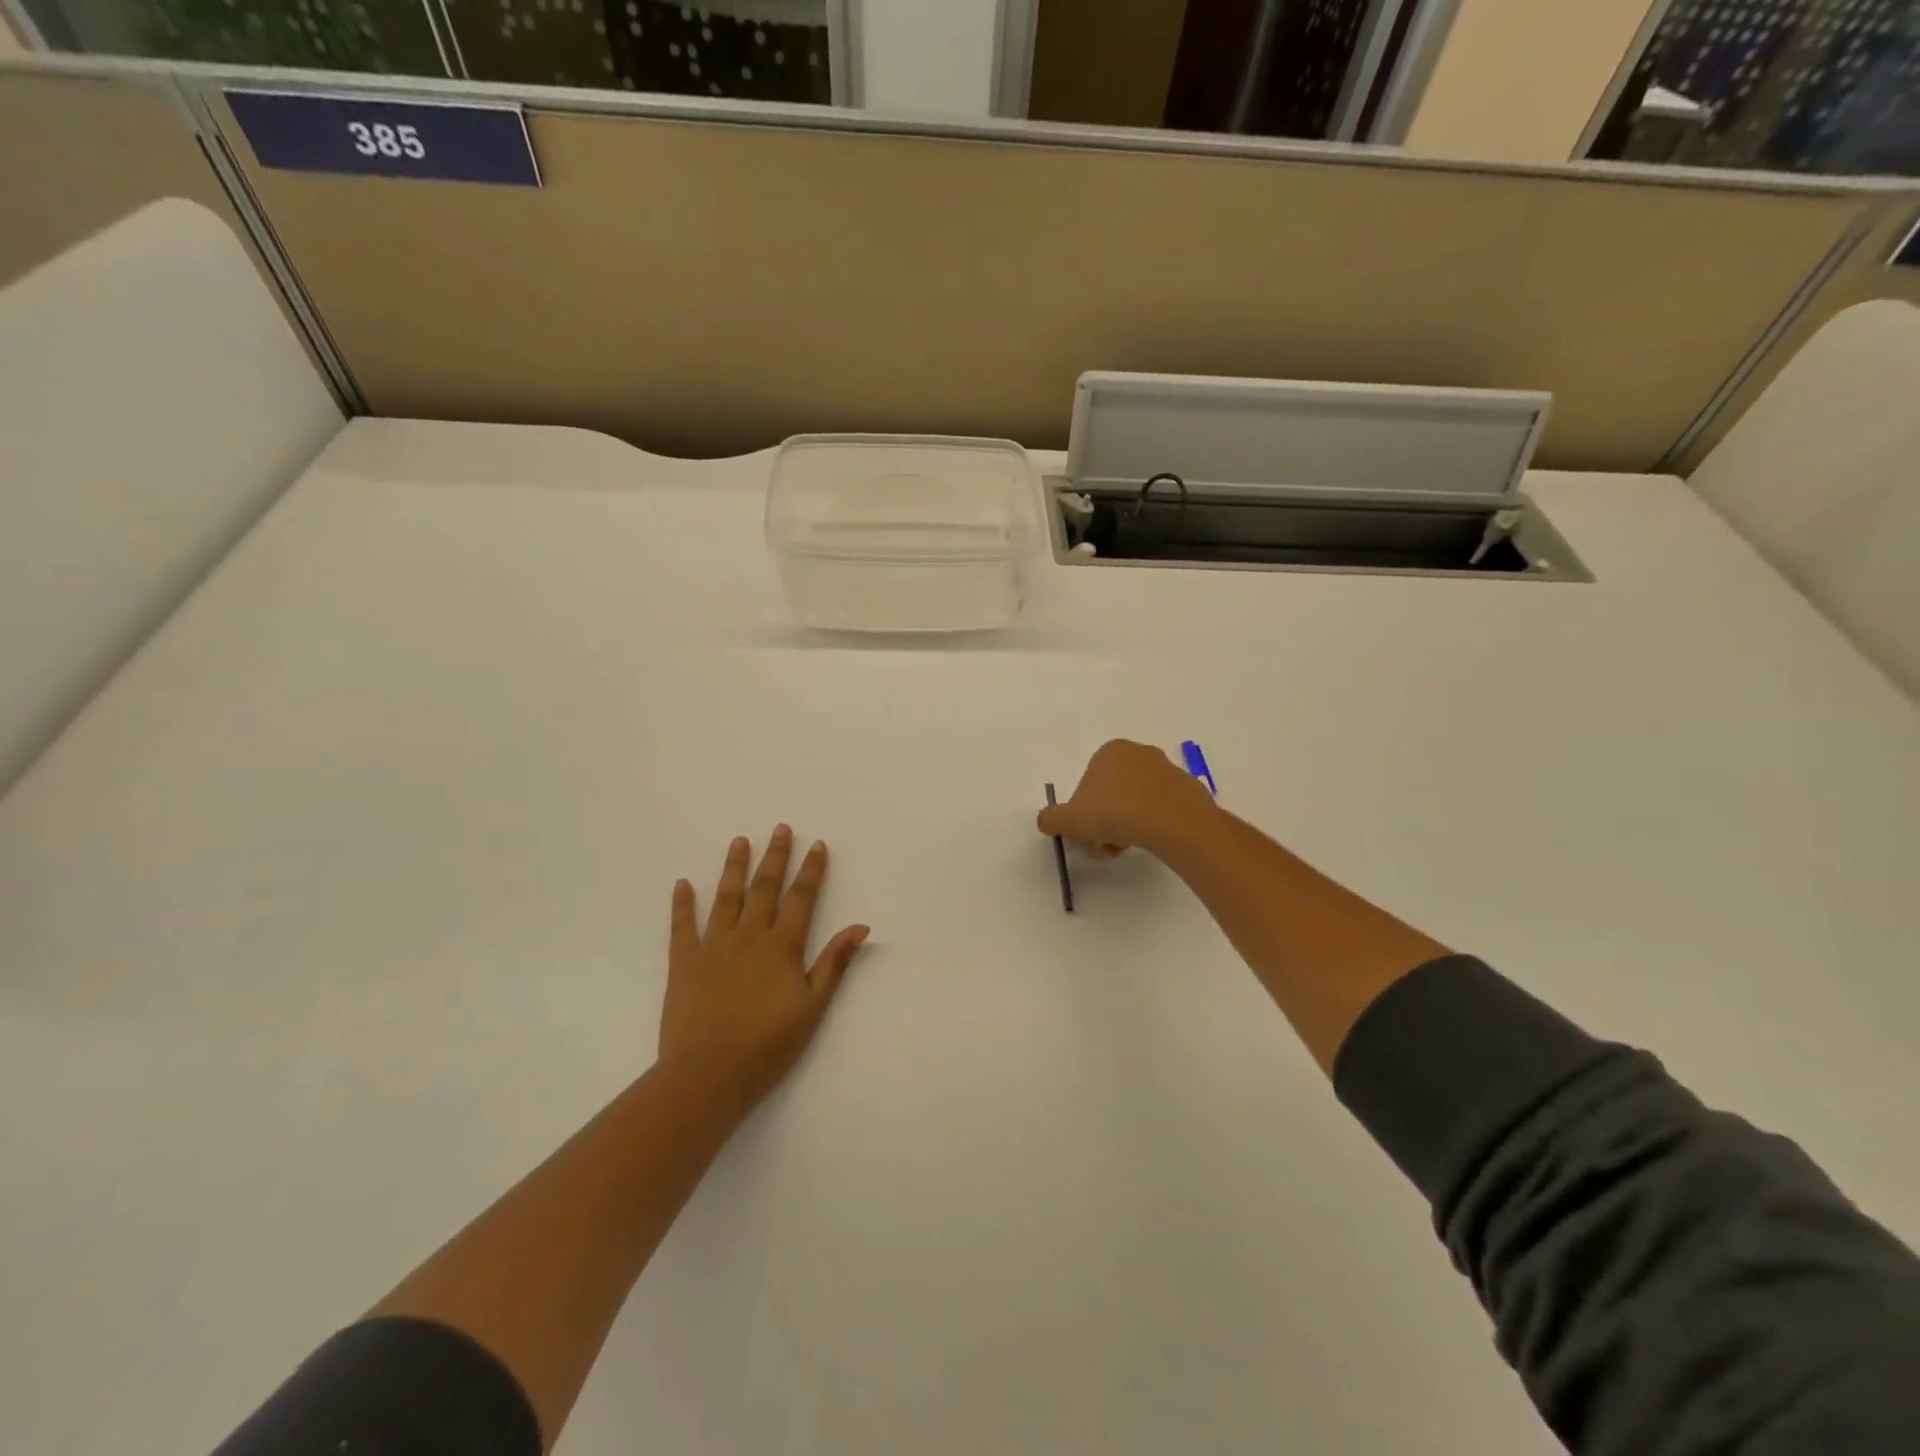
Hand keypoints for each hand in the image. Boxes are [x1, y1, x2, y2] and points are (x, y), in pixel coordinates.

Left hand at [659, 827, 869, 1117]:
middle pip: (764, 888)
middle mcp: (748, 936)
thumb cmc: (768, 1045)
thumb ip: (834, 963)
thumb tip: (860, 926)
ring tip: (739, 840)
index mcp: (782, 947)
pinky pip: (682, 926)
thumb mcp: (812, 1007)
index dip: (811, 871)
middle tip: (780, 828)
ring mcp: (713, 947)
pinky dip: (682, 904)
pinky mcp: (683, 963)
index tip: (817, 845)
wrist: (708, 1074)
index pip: (801, 899)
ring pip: (726, 897)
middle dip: (775, 857)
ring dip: (734, 867)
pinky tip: (682, 883)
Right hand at [1038, 739, 1219, 858]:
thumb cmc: (1115, 812)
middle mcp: (1139, 753)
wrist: (1173, 822)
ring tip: (1127, 847)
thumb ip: (1051, 819)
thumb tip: (1047, 821)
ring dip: (1126, 826)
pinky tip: (1152, 842)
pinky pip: (1161, 809)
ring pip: (1135, 802)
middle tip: (1105, 845)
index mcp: (1110, 751)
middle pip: (1111, 793)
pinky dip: (1152, 824)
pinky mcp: (1188, 790)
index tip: (1087, 835)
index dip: (1082, 813)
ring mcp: (1167, 770)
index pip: (1087, 784)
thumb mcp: (1070, 819)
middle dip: (1105, 821)